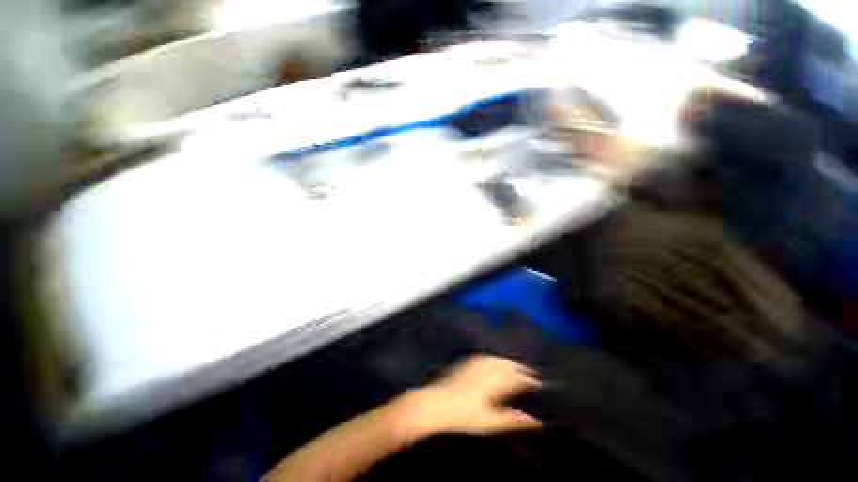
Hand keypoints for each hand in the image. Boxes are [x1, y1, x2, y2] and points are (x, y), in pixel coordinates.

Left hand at [390, 356, 541, 439]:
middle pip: (510, 365)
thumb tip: (536, 421)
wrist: (437, 402)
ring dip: (511, 362)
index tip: (541, 384)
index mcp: (495, 381)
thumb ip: (513, 420)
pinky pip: (487, 356)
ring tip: (518, 367)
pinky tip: (496, 361)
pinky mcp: (467, 361)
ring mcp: (476, 362)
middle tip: (533, 375)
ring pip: (499, 359)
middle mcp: (488, 368)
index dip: (530, 380)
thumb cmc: (464, 416)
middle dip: (522, 369)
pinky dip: (497, 359)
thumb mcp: (490, 422)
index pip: (518, 377)